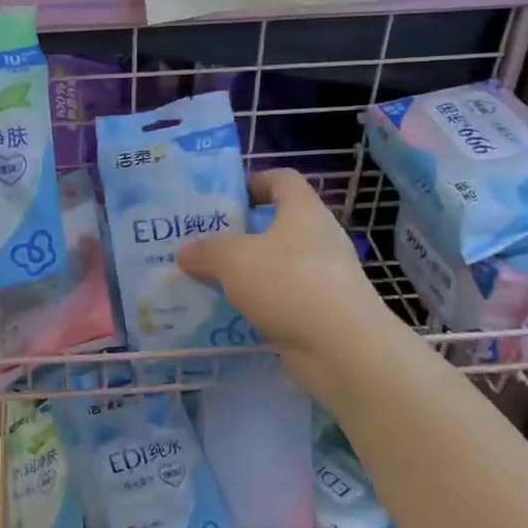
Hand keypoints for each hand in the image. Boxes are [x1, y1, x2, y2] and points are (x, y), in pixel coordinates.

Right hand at [177, 169, 388, 357]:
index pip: (282, 179)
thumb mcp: (233, 259)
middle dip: (242, 232)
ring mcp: (325, 276)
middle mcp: (319, 237)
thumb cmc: (289, 283)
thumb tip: (185, 253)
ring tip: (212, 280)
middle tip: (206, 243)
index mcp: (303, 210)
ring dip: (249, 271)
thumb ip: (206, 251)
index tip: (225, 199)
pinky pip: (284, 297)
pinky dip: (261, 302)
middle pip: (278, 223)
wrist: (342, 348)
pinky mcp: (323, 310)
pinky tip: (234, 313)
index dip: (254, 181)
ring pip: (279, 263)